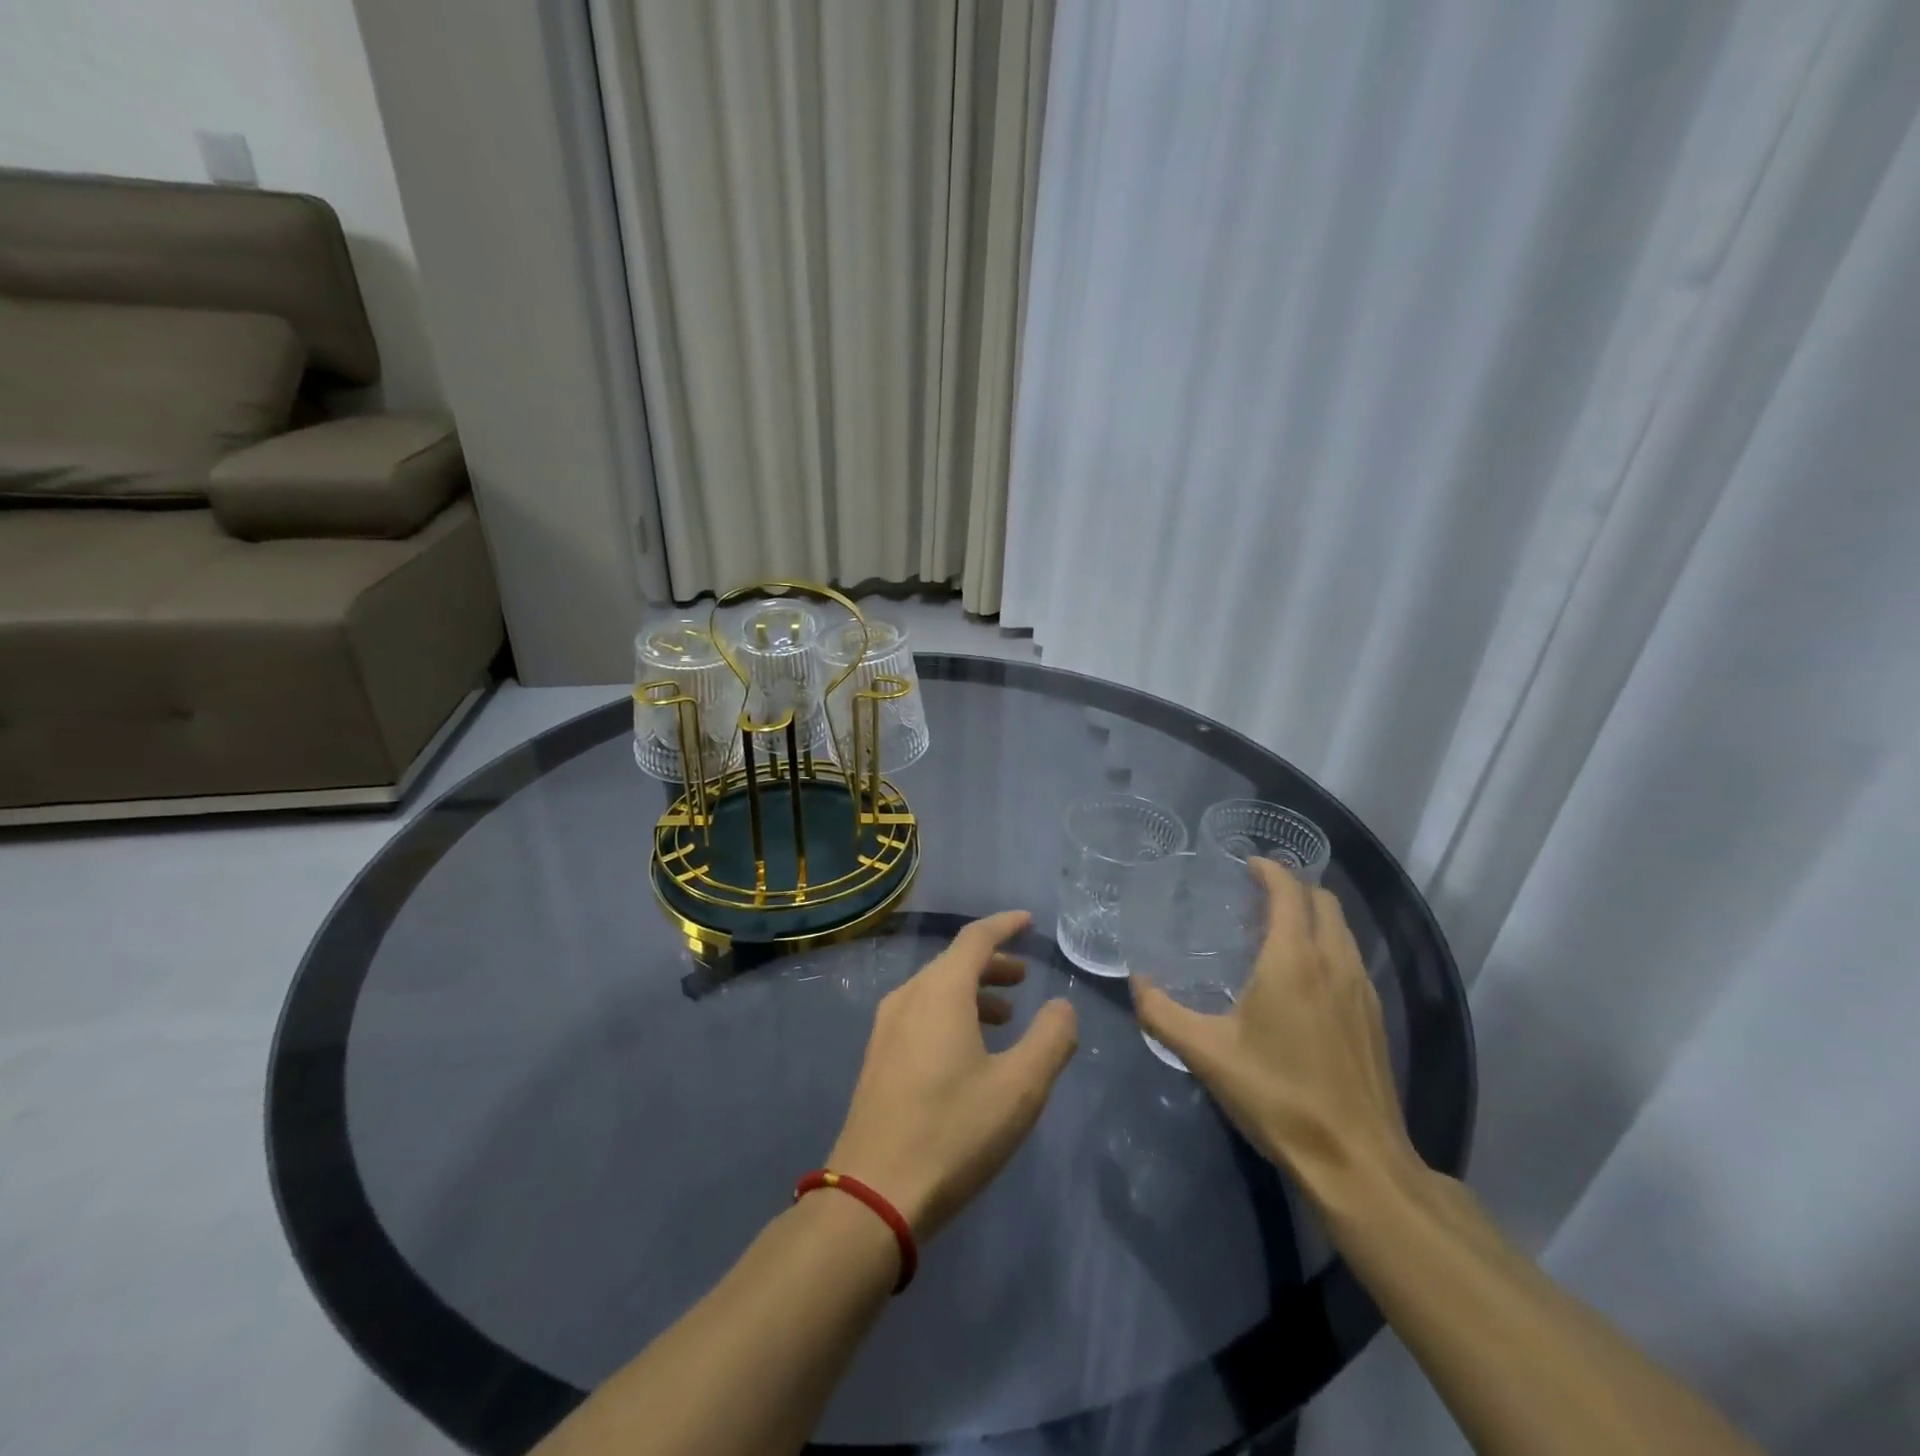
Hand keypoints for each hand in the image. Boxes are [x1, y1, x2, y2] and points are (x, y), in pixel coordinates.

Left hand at [828, 911, 1078, 1240]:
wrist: (873, 1193)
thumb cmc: (953, 1132)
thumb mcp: (1020, 1088)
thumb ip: (1051, 1039)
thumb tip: (1061, 1007)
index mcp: (941, 992)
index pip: (976, 938)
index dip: (1005, 925)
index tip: (1028, 921)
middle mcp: (909, 997)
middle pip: (954, 962)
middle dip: (993, 964)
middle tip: (1025, 978)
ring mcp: (887, 1027)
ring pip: (936, 989)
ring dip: (974, 992)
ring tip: (1006, 1017)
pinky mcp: (878, 1057)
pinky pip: (921, 1013)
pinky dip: (952, 1014)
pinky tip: (968, 1050)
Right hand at [1130, 859, 1415, 1202]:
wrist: (1356, 1161)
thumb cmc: (1277, 1096)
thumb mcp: (1206, 1054)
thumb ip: (1162, 1013)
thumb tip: (1136, 983)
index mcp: (1294, 960)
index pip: (1288, 891)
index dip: (1269, 870)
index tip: (1247, 863)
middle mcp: (1334, 963)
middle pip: (1323, 901)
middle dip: (1293, 887)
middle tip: (1256, 894)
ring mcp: (1362, 991)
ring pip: (1342, 930)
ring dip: (1313, 915)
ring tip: (1276, 929)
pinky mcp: (1375, 1018)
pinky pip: (1350, 958)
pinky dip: (1327, 945)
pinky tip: (1304, 978)